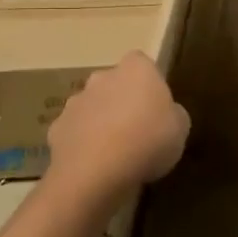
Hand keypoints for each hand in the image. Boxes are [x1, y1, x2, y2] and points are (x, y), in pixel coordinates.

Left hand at [47, 51, 189, 194]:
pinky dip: (83, 144)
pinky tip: (94, 166)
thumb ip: (174, 115)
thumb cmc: (148, 141)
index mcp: (135, 69)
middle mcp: (102, 77)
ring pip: (92, 107)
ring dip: (101, 122)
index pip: (142, 64)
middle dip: (121, 101)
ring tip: (115, 153)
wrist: (96, 172)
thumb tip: (168, 114)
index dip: (149, 84)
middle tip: (137, 131)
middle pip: (114, 84)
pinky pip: (75, 132)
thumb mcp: (180, 129)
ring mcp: (75, 101)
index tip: (156, 107)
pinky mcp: (56, 128)